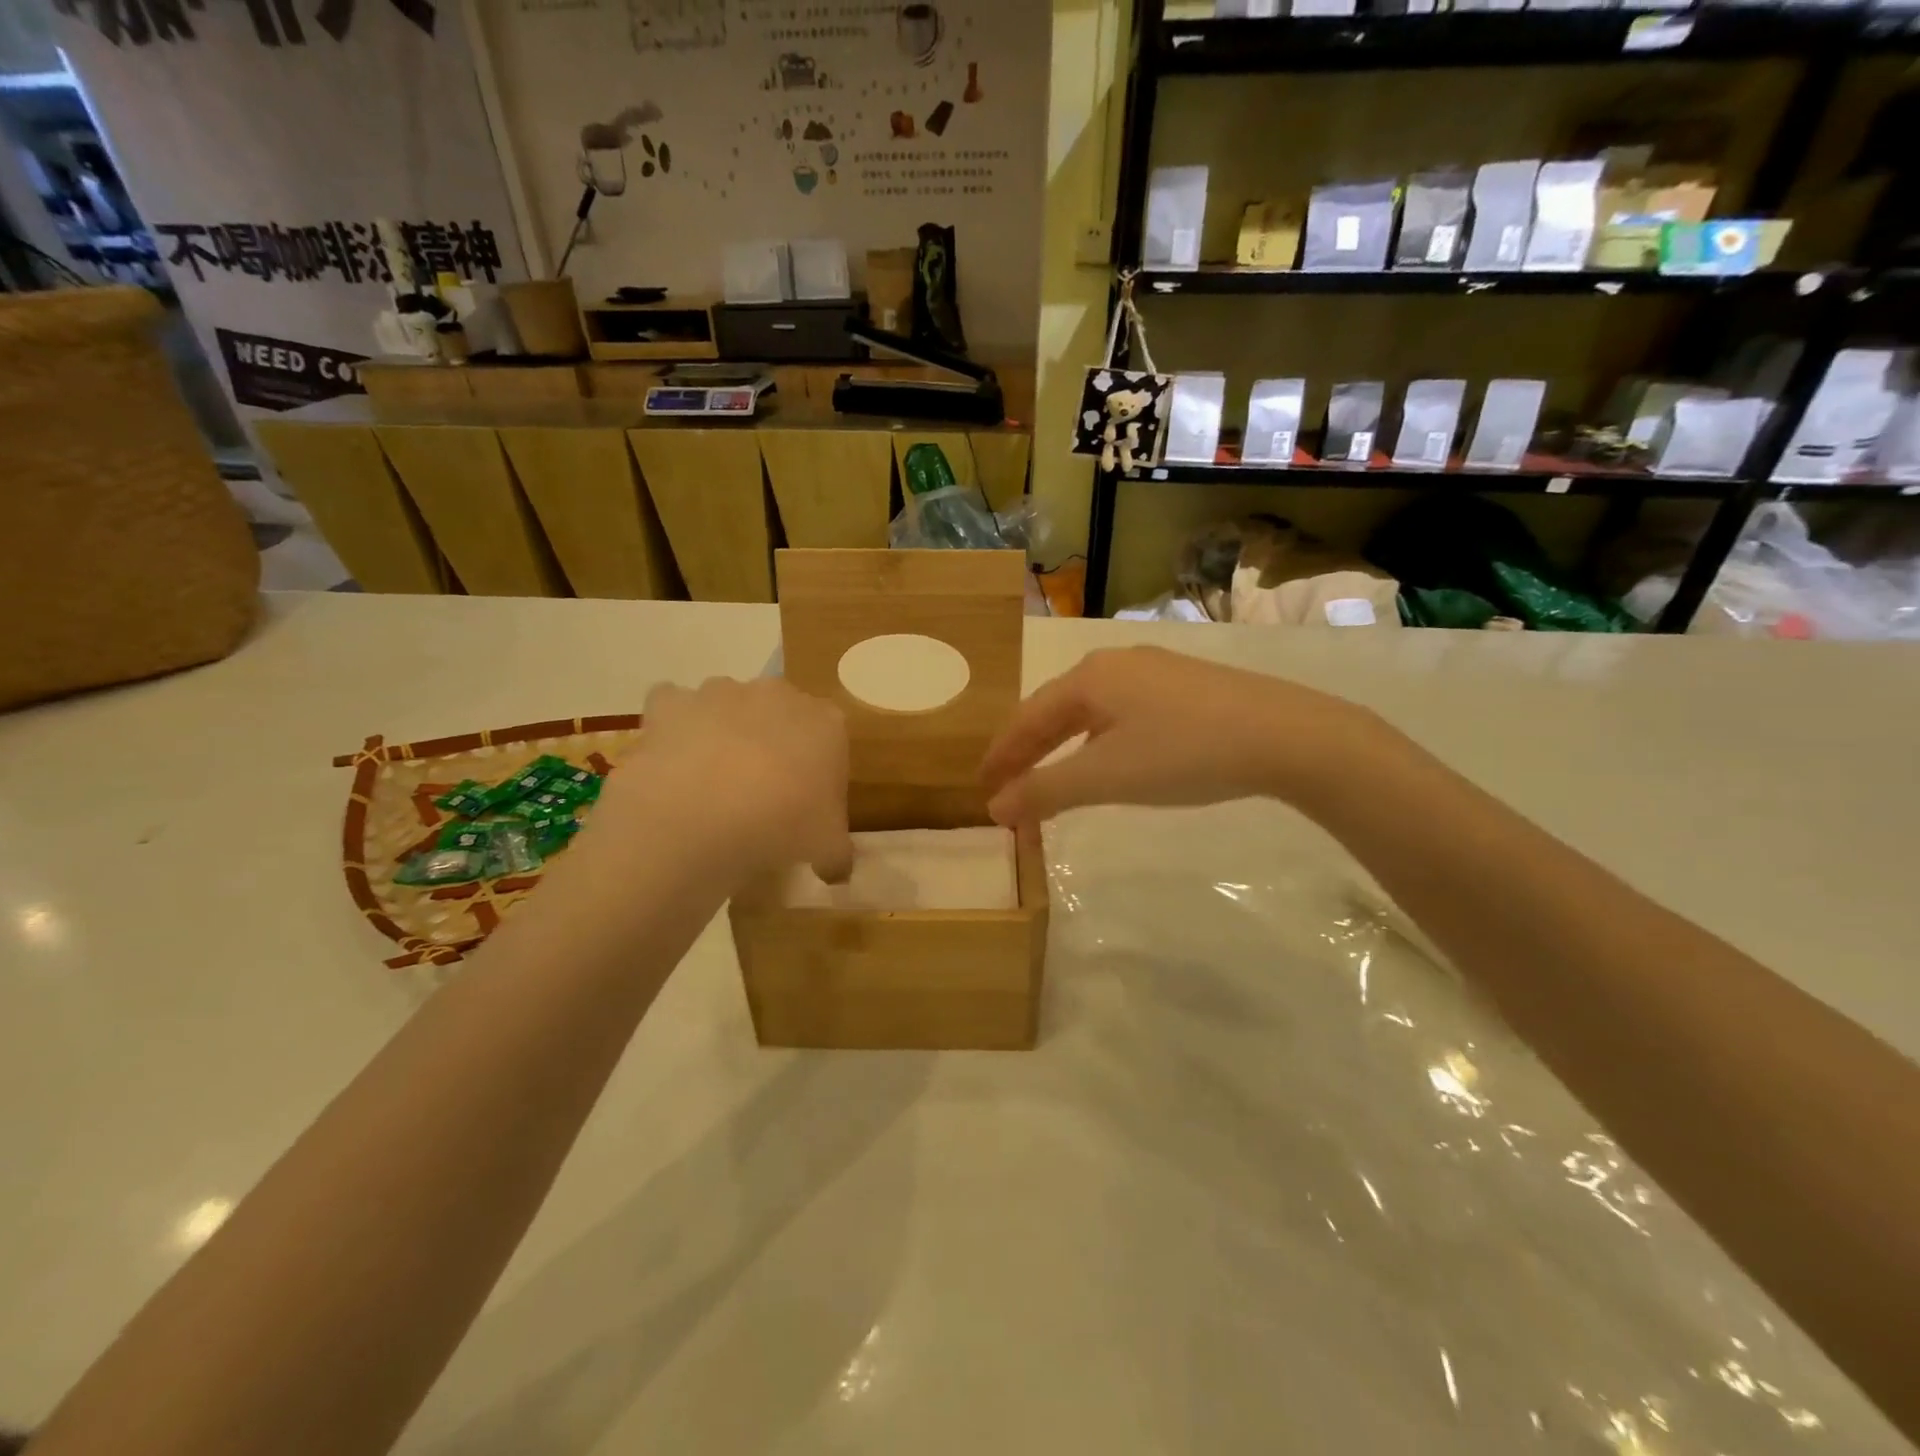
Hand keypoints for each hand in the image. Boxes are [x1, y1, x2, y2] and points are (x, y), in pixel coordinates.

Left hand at [597, 676, 853, 884]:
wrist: (704, 814)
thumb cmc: (784, 824)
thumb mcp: (828, 848)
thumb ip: (837, 853)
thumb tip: (836, 869)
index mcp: (826, 722)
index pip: (831, 737)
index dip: (818, 770)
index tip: (806, 803)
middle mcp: (777, 694)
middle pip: (779, 714)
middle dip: (772, 743)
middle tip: (761, 792)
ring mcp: (720, 692)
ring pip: (726, 706)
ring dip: (722, 732)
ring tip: (711, 783)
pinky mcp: (671, 703)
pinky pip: (672, 706)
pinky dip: (672, 727)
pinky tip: (672, 762)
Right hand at [979, 646, 1372, 825]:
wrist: (1285, 736)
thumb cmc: (1183, 753)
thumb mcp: (1106, 776)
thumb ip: (1045, 791)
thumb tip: (995, 807)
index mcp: (1089, 677)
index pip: (1026, 718)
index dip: (1000, 755)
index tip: (979, 787)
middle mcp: (1116, 663)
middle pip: (1056, 709)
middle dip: (1028, 750)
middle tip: (1006, 784)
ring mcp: (1155, 671)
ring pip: (1091, 710)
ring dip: (1063, 745)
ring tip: (1048, 774)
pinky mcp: (1186, 686)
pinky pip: (1122, 712)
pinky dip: (1098, 740)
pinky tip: (1108, 756)